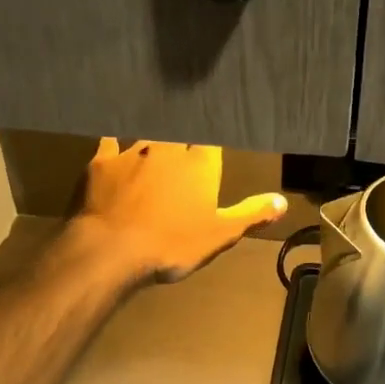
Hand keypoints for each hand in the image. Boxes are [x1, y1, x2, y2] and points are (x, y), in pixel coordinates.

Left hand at [73, 139, 287, 285]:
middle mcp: (167, 148)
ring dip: (153, 142)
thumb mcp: (220, 234)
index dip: (211, 142)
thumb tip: (282, 202)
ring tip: (154, 146)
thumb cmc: (172, 243)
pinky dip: (114, 143)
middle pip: (178, 133)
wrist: (113, 249)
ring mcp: (132, 152)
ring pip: (147, 137)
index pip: (210, 140)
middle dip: (182, 138)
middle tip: (183, 144)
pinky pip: (110, 143)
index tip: (212, 144)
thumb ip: (251, 214)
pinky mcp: (101, 162)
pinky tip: (113, 142)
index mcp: (199, 163)